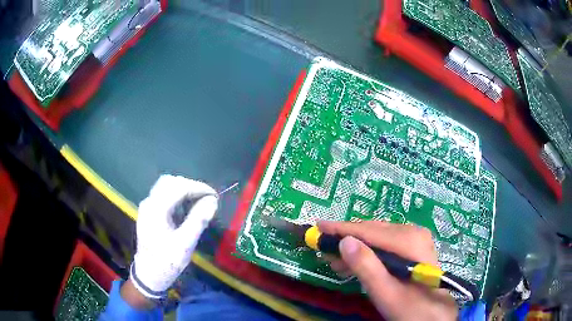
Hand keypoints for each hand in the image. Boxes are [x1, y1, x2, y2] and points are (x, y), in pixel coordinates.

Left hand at [129, 175, 217, 299]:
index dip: (199, 188)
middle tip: (207, 198)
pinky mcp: (149, 213)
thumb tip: (212, 201)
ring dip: (184, 190)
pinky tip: (186, 209)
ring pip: (166, 187)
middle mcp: (149, 203)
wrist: (148, 275)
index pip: (179, 187)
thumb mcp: (185, 244)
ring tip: (199, 202)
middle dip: (191, 186)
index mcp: (156, 209)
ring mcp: (147, 207)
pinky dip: (177, 197)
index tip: (215, 196)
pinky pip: (163, 196)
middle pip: (170, 182)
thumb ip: (198, 220)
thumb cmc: (167, 262)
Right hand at [318, 220, 457, 320]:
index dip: (341, 229)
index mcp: (409, 241)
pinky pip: (384, 244)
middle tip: (324, 250)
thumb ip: (366, 267)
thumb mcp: (385, 292)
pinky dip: (368, 252)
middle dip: (347, 240)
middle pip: (372, 231)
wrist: (433, 314)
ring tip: (336, 260)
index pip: (369, 230)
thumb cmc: (410, 308)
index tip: (318, 227)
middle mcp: (413, 232)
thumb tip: (344, 241)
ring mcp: (414, 238)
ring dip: (355, 247)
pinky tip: (356, 262)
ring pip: (377, 237)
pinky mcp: (412, 246)